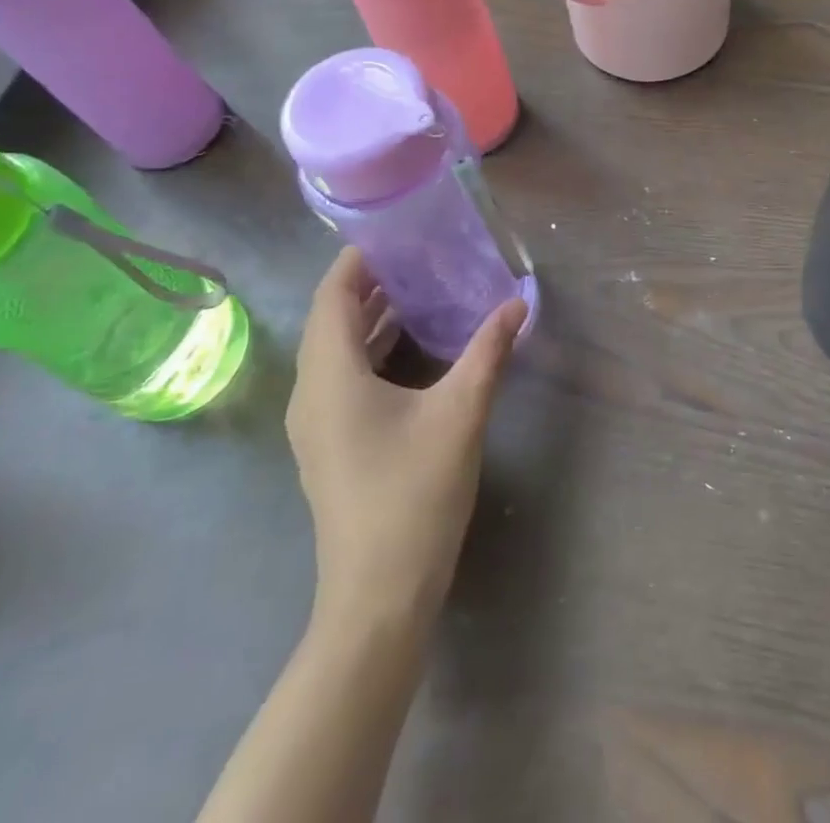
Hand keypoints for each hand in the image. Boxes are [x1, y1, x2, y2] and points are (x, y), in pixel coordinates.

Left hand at [286, 248, 527, 622]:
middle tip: (417, 253)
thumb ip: (488, 351)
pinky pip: (343, 376)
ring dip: (370, 317)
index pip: (331, 295)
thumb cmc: (413, 494)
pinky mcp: (330, 445)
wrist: (378, 598)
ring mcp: (316, 424)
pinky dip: (371, 348)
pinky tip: (411, 346)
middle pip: (330, 319)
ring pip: (336, 350)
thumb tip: (518, 303)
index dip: (357, 259)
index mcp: (330, 376)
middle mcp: (312, 393)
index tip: (395, 231)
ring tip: (419, 287)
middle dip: (369, 283)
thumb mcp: (460, 413)